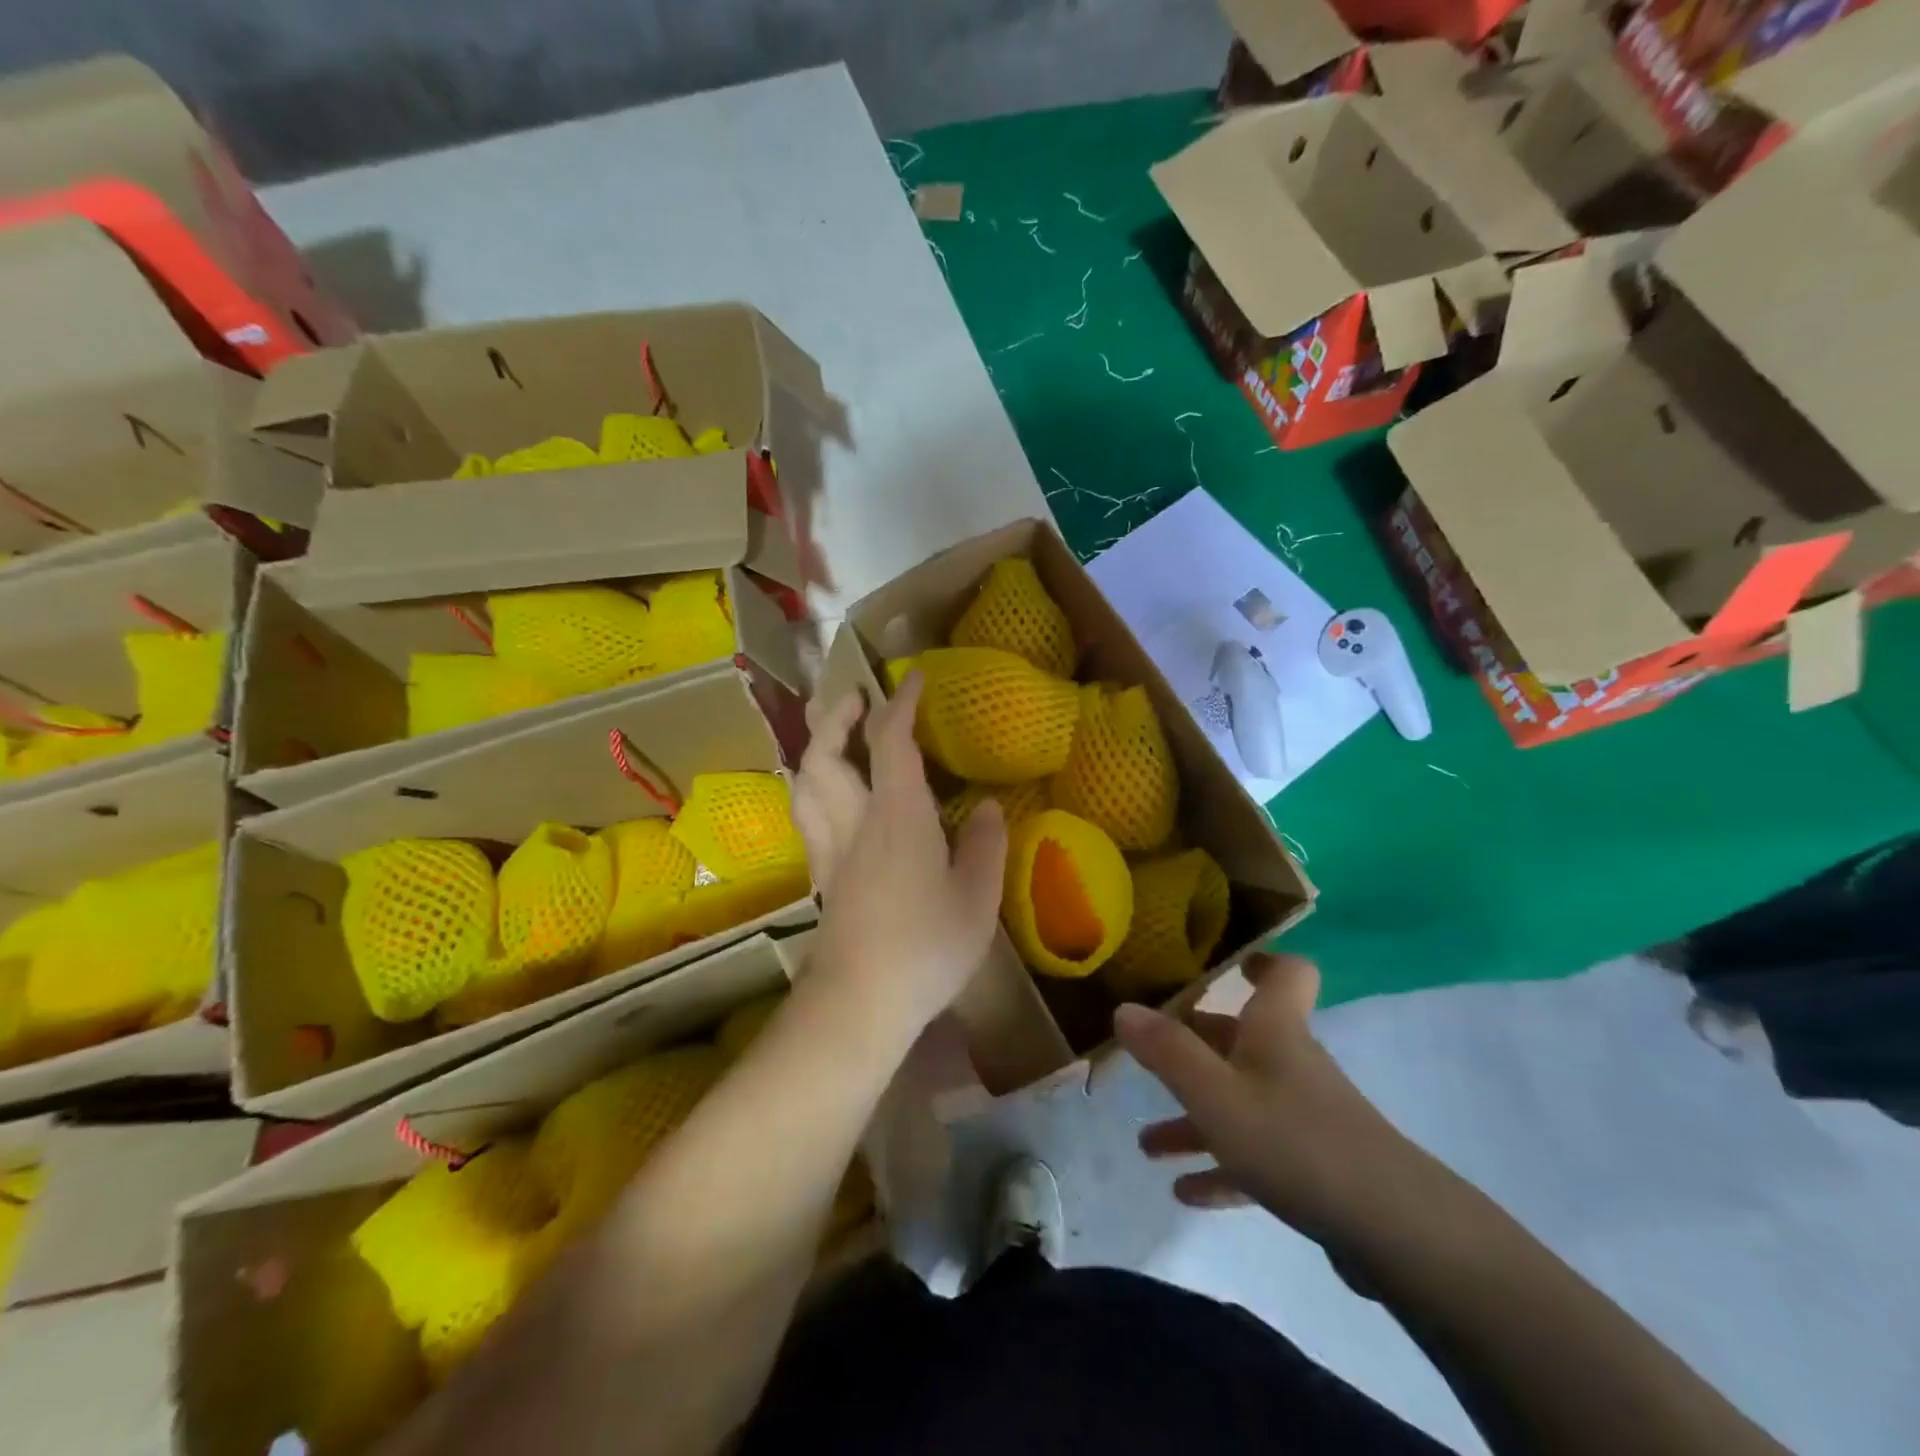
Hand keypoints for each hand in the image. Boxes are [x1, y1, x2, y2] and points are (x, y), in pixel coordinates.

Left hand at [797, 673, 1008, 1043]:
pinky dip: (813, 787)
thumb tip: (984, 807)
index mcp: (896, 815)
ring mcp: (829, 849)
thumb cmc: (926, 946)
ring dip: (816, 748)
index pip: (891, 741)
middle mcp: (853, 821)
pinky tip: (830, 797)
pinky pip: (806, 814)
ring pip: (804, 782)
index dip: (900, 703)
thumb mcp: (976, 898)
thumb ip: (984, 846)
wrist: (860, 1001)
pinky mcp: (820, 876)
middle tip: (857, 699)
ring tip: (835, 737)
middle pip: (824, 753)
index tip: (913, 678)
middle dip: (838, 716)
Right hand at [1116, 953, 1426, 1248]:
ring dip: (1194, 1120)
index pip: (1285, 972)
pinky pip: (1255, 1156)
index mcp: (1274, 1030)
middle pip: (1238, 1040)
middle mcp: (1289, 1063)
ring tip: (1146, 1144)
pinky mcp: (1312, 1168)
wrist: (1395, 1233)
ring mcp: (1304, 1117)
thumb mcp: (1215, 1094)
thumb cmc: (1294, 1141)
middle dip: (1191, 1049)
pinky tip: (1185, 1192)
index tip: (1227, 962)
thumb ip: (1167, 1051)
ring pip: (1239, 1103)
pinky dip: (1220, 1168)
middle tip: (1146, 1057)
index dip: (1260, 959)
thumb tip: (1123, 1008)